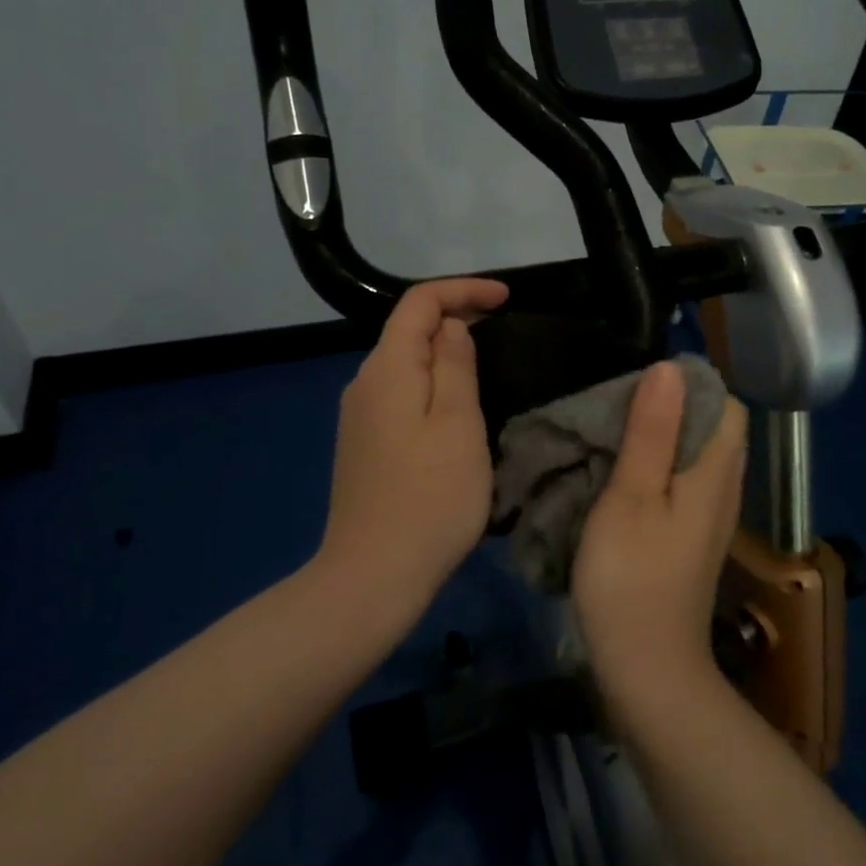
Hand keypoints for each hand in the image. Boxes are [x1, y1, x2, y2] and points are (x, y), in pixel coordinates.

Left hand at [315, 278, 509, 615]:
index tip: (507, 299)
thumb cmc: (429, 497)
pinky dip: (430, 384)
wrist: (373, 575)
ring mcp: (359, 417)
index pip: (420, 302)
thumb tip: (451, 329)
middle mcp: (364, 383)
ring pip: (405, 364)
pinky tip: (454, 409)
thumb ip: (454, 365)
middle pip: (408, 330)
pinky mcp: (363, 445)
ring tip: (486, 365)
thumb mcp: (457, 423)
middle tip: (504, 328)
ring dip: (443, 353)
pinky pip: (400, 394)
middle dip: (455, 317)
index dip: (464, 290)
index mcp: (387, 368)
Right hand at [573, 360, 748, 693]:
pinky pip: (686, 483)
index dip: (689, 384)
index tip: (639, 384)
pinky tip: (624, 477)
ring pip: (697, 456)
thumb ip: (652, 432)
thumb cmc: (631, 577)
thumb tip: (670, 368)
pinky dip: (659, 468)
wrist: (647, 668)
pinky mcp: (693, 539)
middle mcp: (724, 489)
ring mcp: (711, 518)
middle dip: (671, 407)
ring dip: (662, 438)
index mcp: (716, 472)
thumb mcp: (632, 495)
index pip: (726, 404)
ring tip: (615, 434)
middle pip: (713, 427)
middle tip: (617, 406)